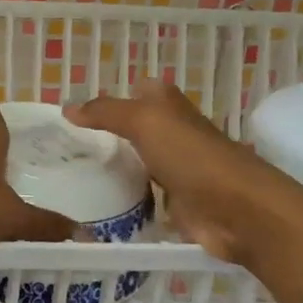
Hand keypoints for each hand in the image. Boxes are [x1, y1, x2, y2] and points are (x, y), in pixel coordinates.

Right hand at [67, 80, 302, 263]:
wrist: (237, 211)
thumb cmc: (192, 156)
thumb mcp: (144, 121)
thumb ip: (106, 113)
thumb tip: (67, 108)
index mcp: (169, 107)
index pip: (138, 91)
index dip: (113, 96)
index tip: (76, 111)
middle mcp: (173, 134)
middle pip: (135, 129)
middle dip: (105, 136)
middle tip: (64, 146)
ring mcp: (176, 170)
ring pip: (137, 164)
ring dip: (113, 170)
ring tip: (71, 176)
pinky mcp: (176, 204)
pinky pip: (143, 199)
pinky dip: (124, 202)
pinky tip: (96, 206)